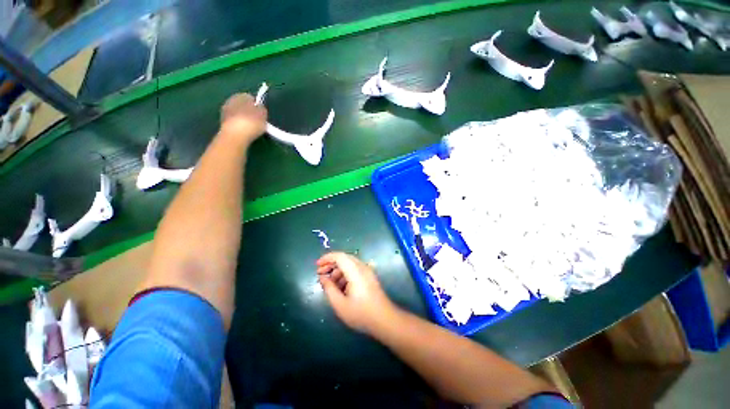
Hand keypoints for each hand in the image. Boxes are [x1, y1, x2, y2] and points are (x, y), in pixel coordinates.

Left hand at [220, 93, 266, 143]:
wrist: (235, 135)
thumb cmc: (252, 122)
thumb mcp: (263, 114)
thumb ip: (261, 108)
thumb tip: (259, 107)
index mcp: (242, 95)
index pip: (251, 98)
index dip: (257, 106)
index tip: (262, 114)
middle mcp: (231, 100)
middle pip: (243, 105)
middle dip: (249, 112)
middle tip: (257, 121)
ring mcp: (225, 111)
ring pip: (238, 113)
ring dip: (243, 119)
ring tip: (251, 128)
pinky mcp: (222, 122)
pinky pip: (234, 122)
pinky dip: (239, 125)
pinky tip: (244, 132)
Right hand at [317, 252, 397, 334]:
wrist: (385, 319)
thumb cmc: (361, 313)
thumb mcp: (340, 304)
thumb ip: (329, 289)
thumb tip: (322, 277)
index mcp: (355, 271)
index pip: (339, 256)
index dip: (327, 258)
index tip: (317, 266)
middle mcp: (362, 267)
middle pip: (344, 258)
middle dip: (331, 264)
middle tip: (320, 274)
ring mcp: (367, 271)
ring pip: (349, 264)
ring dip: (338, 270)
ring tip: (329, 284)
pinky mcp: (369, 277)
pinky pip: (355, 270)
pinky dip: (345, 274)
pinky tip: (340, 287)